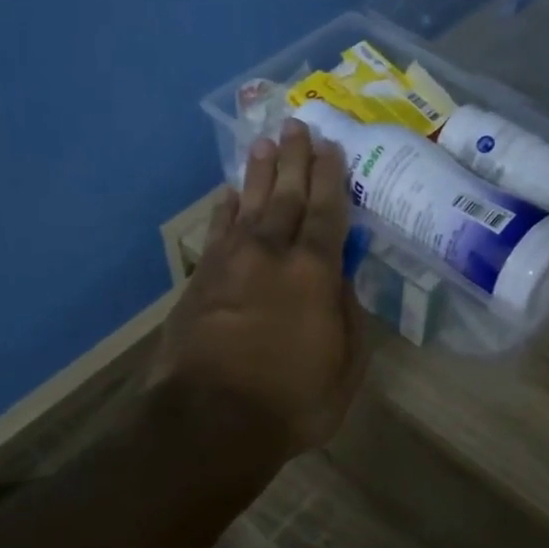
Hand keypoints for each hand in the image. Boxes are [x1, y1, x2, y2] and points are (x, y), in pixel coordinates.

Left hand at [149, 120, 368, 455]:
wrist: (208, 422)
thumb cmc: (291, 401)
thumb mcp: (345, 366)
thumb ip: (348, 315)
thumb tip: (341, 278)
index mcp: (313, 273)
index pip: (326, 212)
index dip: (331, 177)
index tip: (331, 147)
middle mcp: (271, 255)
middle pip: (286, 196)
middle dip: (295, 159)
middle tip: (297, 125)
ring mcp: (231, 264)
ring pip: (249, 205)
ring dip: (259, 173)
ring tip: (265, 143)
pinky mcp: (201, 280)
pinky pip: (218, 231)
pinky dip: (225, 209)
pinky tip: (230, 194)